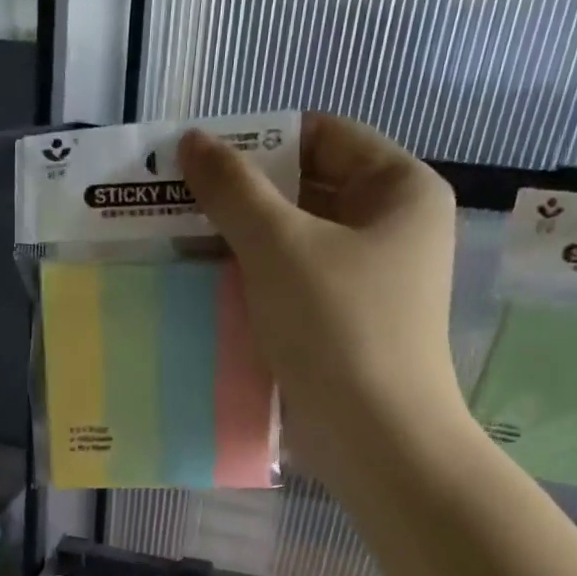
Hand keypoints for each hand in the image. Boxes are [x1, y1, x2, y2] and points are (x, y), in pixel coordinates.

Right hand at [179, 114, 463, 484]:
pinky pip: (293, 290)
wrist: (375, 438)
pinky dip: (254, 288)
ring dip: (240, 247)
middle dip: (241, 200)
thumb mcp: (280, 247)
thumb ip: (233, 190)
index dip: (259, 141)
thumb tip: (192, 141)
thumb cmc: (338, 328)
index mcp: (399, 190)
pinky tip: (207, 293)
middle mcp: (391, 230)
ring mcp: (368, 284)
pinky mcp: (344, 329)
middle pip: (306, 192)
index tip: (198, 161)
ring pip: (294, 247)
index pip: (323, 137)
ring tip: (179, 248)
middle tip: (177, 207)